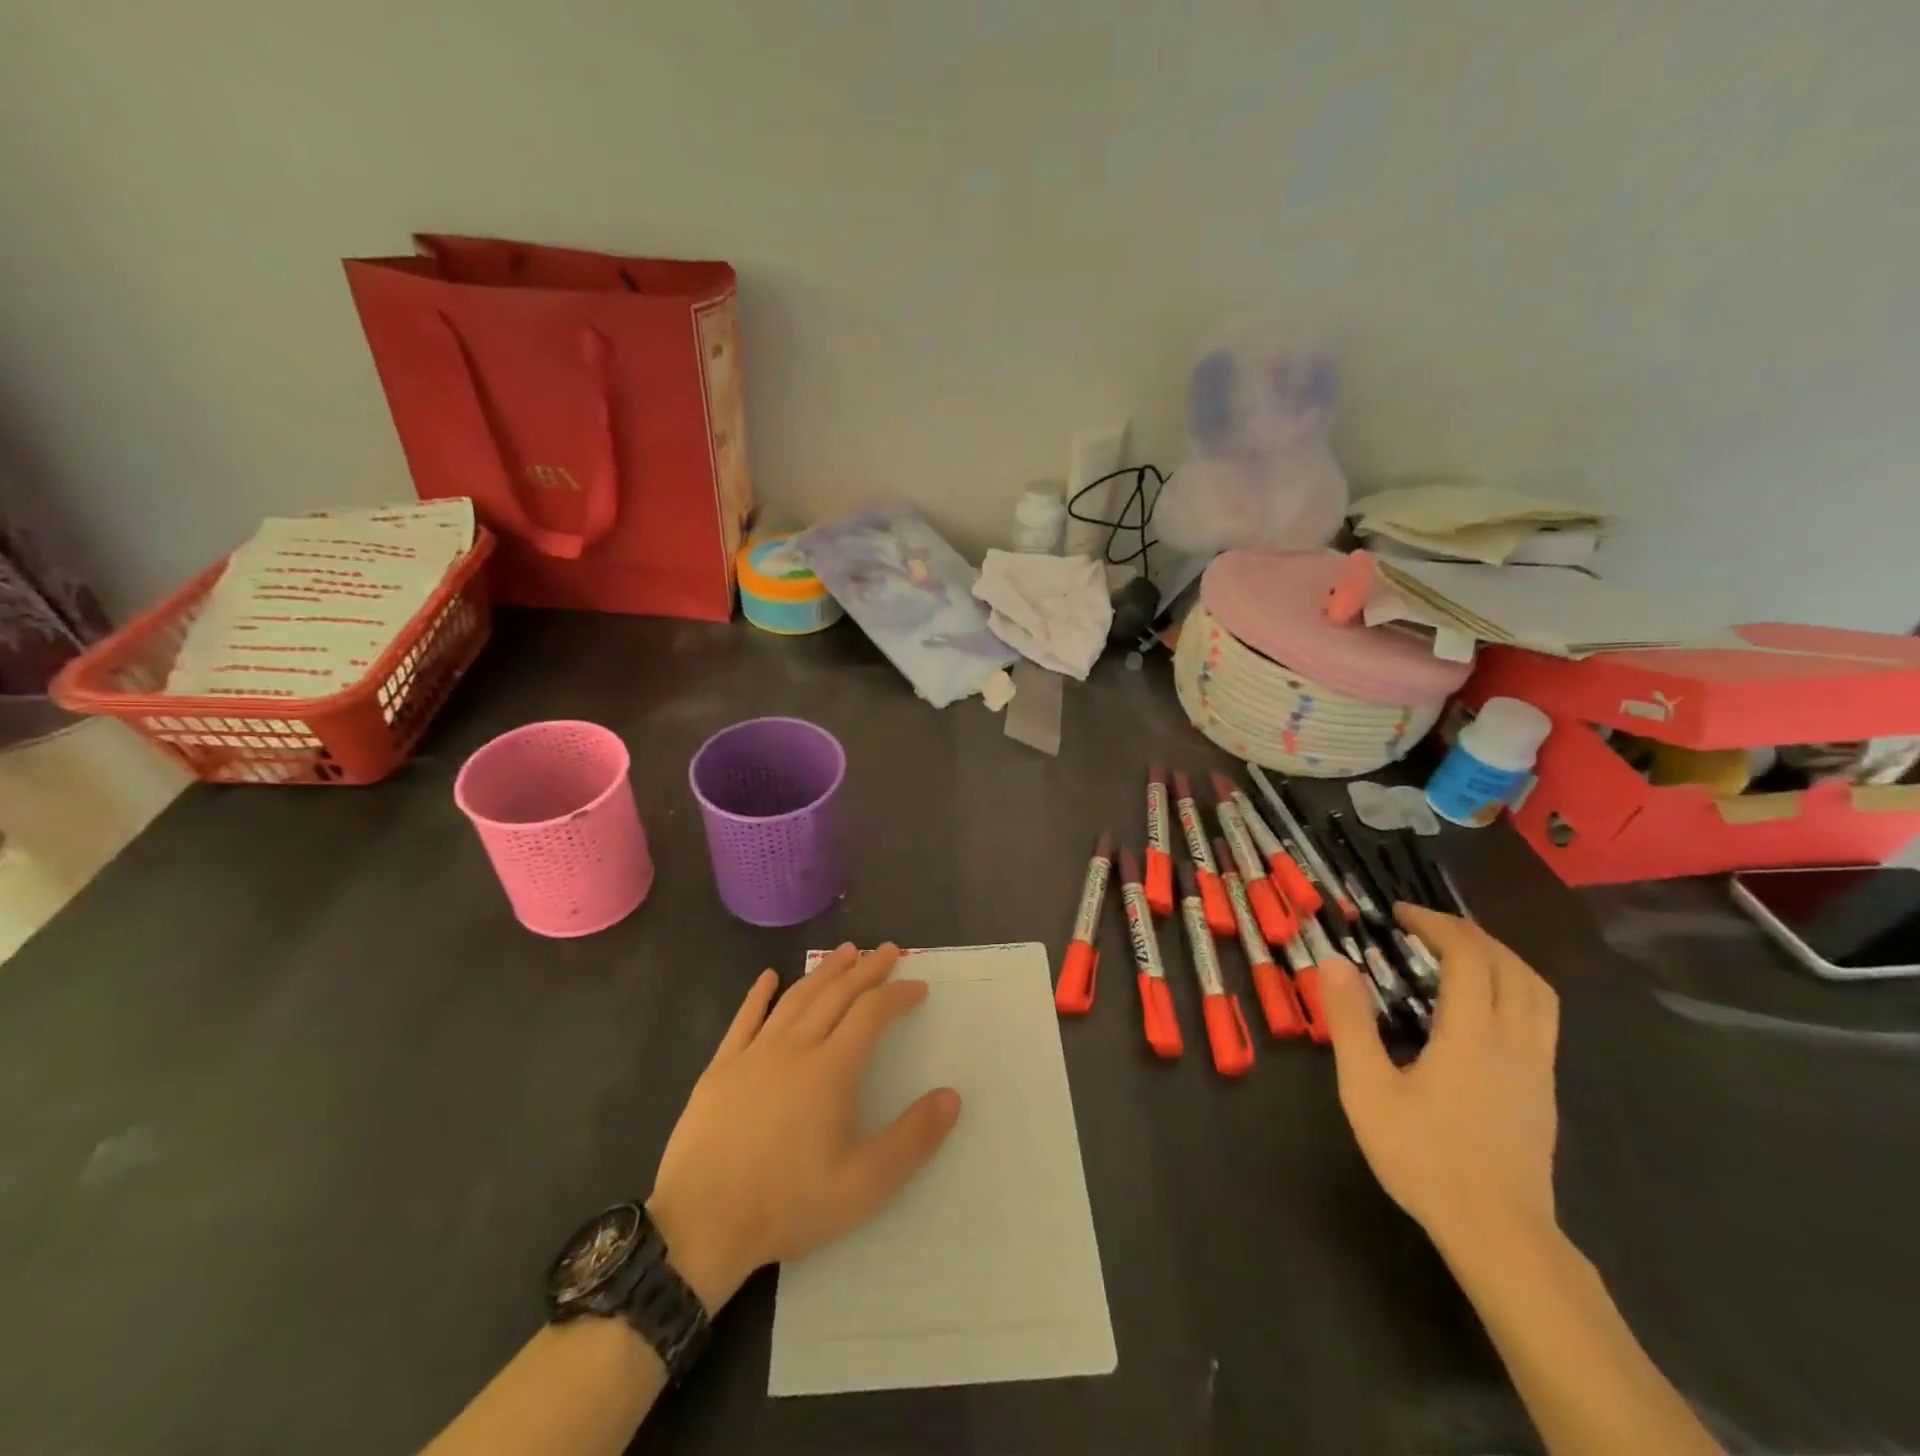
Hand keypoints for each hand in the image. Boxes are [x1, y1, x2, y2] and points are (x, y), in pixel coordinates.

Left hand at [645, 943, 961, 1311]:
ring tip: (844, 953)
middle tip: (887, 950)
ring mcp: (754, 1053)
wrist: (701, 1224)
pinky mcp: (721, 1067)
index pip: (872, 1013)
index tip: (918, 985)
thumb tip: (952, 1096)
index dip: (897, 994)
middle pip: (836, 994)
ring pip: (796, 998)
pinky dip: (759, 993)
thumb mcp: (864, 1184)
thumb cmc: (787, 1203)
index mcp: (831, 1069)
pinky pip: (745, 1018)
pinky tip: (768, 976)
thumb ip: (913, 1139)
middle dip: (866, 969)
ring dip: (824, 971)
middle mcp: (795, 1047)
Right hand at [1319, 905, 1559, 1254]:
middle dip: (1469, 934)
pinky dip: (1513, 988)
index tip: (1400, 914)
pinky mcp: (1543, 1091)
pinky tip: (1482, 1006)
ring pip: (1538, 991)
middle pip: (1511, 966)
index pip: (1469, 957)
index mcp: (1473, 1034)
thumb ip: (1350, 1022)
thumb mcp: (1367, 1088)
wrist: (1498, 1234)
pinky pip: (1541, 1017)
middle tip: (1425, 927)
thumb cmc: (1424, 1157)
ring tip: (1459, 954)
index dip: (1436, 925)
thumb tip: (1335, 961)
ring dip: (1500, 958)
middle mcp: (1515, 1041)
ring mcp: (1537, 1067)